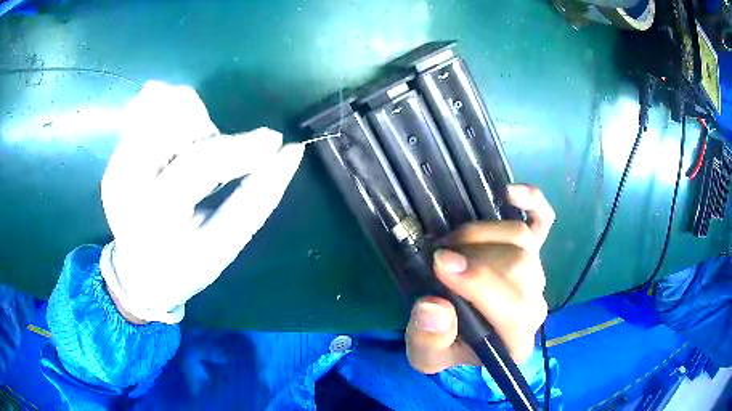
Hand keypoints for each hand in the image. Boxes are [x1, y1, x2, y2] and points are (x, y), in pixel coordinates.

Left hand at [100, 81, 303, 323]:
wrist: (137, 275)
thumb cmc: (184, 268)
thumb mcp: (224, 245)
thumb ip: (258, 198)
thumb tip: (289, 152)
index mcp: (154, 217)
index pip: (200, 163)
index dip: (241, 147)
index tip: (274, 141)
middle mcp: (126, 182)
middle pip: (175, 121)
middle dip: (210, 132)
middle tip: (221, 159)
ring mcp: (116, 164)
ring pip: (160, 105)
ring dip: (192, 118)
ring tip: (199, 149)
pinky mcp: (114, 155)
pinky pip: (146, 106)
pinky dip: (173, 112)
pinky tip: (180, 141)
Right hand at [406, 185, 554, 372]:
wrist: (463, 337)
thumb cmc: (446, 346)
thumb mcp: (425, 354)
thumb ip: (429, 339)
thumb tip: (434, 306)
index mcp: (515, 341)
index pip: (513, 309)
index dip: (478, 283)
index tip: (440, 265)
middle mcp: (534, 307)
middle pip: (518, 267)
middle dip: (474, 256)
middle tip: (438, 255)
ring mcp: (537, 275)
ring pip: (523, 241)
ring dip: (483, 234)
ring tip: (452, 241)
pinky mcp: (534, 251)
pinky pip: (543, 220)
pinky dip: (532, 202)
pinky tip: (511, 193)